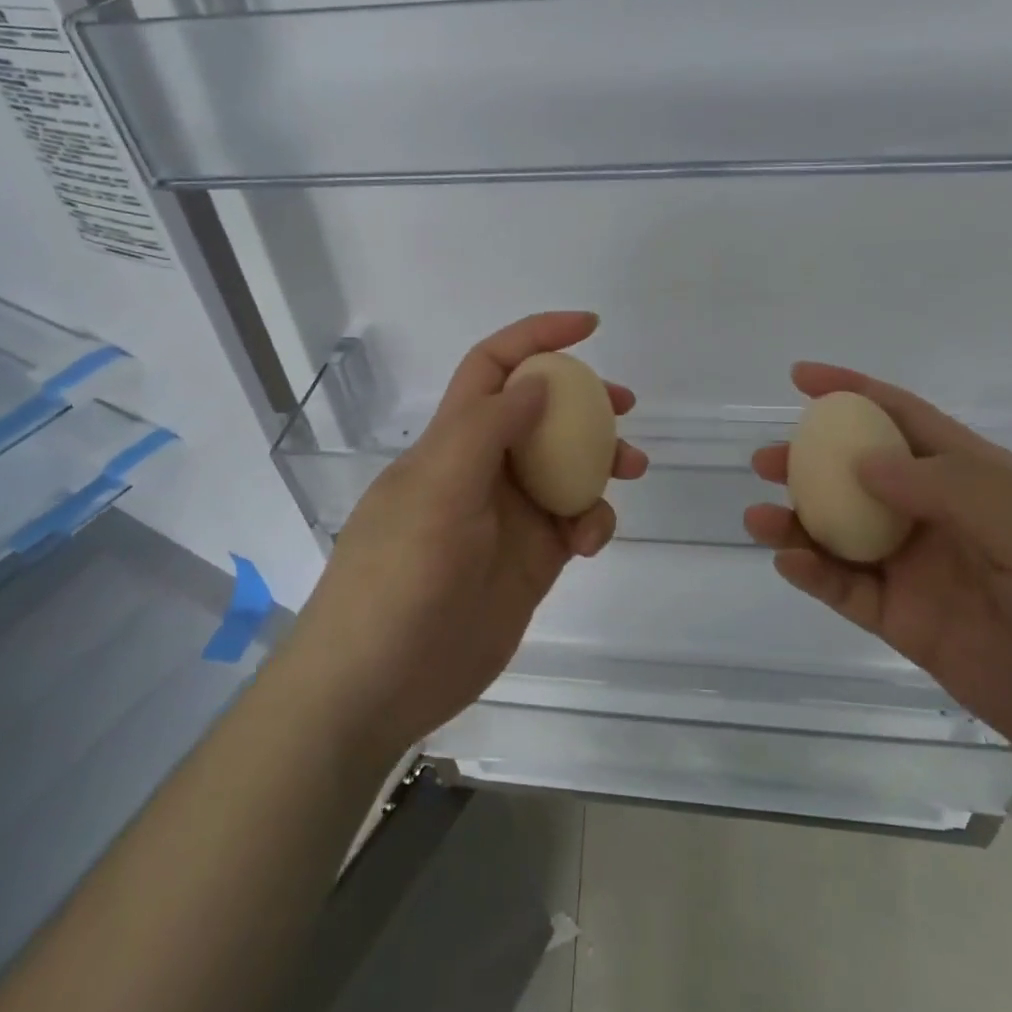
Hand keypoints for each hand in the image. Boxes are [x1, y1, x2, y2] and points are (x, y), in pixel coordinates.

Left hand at [285, 313, 648, 763]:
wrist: (378, 684)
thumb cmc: (399, 578)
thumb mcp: (438, 491)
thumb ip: (489, 429)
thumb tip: (539, 381)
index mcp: (452, 441)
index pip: (493, 367)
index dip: (536, 337)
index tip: (589, 327)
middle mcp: (482, 470)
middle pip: (540, 414)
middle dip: (584, 400)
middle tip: (626, 405)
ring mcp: (508, 517)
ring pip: (566, 468)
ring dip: (601, 461)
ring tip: (633, 468)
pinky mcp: (530, 561)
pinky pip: (573, 523)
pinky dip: (592, 522)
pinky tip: (590, 542)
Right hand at [744, 362, 1011, 797]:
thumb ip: (945, 487)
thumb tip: (860, 460)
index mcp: (979, 479)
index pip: (906, 420)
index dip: (854, 394)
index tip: (801, 379)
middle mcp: (943, 519)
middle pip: (861, 477)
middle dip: (811, 462)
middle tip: (764, 460)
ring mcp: (924, 574)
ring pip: (845, 535)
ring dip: (800, 521)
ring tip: (759, 516)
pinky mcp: (912, 627)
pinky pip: (850, 593)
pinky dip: (815, 575)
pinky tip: (788, 561)